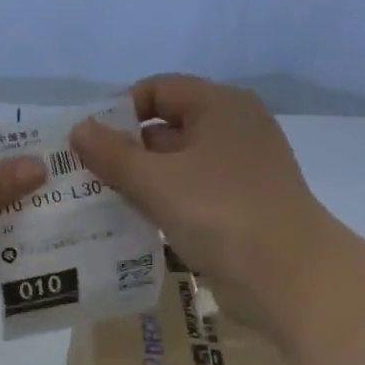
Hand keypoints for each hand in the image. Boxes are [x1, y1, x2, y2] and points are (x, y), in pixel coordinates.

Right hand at [70, 74, 347, 324]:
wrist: (286, 275)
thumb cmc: (220, 213)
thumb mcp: (156, 180)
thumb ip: (112, 154)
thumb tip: (78, 129)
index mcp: (220, 107)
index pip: (160, 89)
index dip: (120, 110)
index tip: (88, 142)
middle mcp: (233, 131)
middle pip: (167, 128)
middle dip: (125, 150)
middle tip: (84, 177)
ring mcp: (239, 172)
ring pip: (176, 167)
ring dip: (140, 182)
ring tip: (99, 203)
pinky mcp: (238, 209)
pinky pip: (190, 197)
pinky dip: (162, 205)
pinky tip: (132, 225)